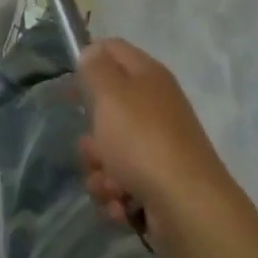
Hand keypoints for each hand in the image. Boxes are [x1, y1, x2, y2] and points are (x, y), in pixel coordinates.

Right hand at [76, 37, 240, 242]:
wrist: (187, 207)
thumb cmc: (142, 141)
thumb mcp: (110, 95)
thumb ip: (95, 69)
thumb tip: (92, 51)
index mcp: (148, 76)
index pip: (113, 50)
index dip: (88, 60)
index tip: (70, 85)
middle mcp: (154, 107)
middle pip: (107, 110)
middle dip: (91, 135)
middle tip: (94, 147)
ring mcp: (157, 146)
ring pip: (109, 151)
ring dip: (100, 172)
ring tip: (110, 185)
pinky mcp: (157, 182)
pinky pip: (122, 182)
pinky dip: (117, 195)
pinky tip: (122, 205)